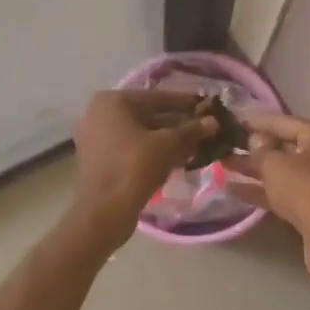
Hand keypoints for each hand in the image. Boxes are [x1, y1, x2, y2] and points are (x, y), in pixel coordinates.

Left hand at [70, 90, 215, 244]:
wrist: (104, 211)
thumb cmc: (135, 167)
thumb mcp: (168, 145)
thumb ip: (191, 130)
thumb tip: (213, 122)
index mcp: (112, 101)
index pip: (157, 98)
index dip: (184, 103)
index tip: (206, 106)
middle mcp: (99, 114)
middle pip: (148, 116)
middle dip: (177, 124)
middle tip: (204, 128)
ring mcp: (96, 138)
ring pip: (140, 134)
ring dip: (167, 140)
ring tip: (196, 145)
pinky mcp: (99, 160)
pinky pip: (131, 149)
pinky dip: (152, 152)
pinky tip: (177, 160)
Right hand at [231, 112, 309, 284]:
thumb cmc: (305, 190)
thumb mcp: (275, 165)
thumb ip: (259, 151)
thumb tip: (254, 141)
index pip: (282, 121)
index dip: (255, 121)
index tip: (231, 121)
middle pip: (283, 146)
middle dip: (252, 148)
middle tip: (224, 145)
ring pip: (281, 171)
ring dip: (253, 169)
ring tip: (221, 165)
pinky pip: (283, 191)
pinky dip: (261, 190)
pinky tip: (232, 189)